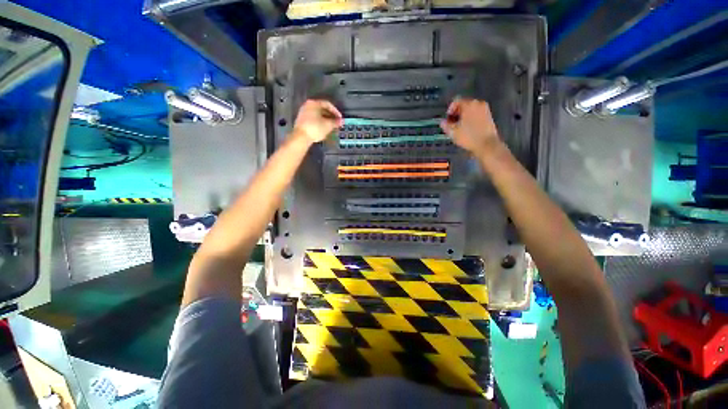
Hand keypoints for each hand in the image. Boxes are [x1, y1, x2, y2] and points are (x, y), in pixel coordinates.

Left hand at [292, 99, 342, 143]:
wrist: (301, 137)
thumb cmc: (315, 128)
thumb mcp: (328, 125)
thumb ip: (335, 122)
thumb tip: (341, 121)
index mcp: (314, 103)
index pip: (328, 104)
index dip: (336, 111)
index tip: (340, 118)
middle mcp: (308, 105)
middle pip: (322, 109)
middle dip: (331, 116)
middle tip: (337, 123)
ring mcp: (303, 113)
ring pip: (318, 114)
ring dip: (326, 120)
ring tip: (332, 127)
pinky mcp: (302, 120)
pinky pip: (313, 119)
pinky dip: (320, 122)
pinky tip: (324, 128)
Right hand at [440, 98, 501, 157]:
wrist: (487, 144)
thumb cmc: (468, 137)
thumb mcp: (453, 132)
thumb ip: (445, 125)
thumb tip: (442, 122)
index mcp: (468, 105)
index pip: (456, 101)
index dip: (450, 110)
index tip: (447, 119)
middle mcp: (478, 103)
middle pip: (464, 104)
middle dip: (457, 113)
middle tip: (452, 123)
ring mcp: (485, 109)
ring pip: (470, 109)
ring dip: (464, 116)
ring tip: (460, 127)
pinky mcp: (489, 115)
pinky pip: (476, 113)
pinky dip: (471, 118)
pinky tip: (468, 128)